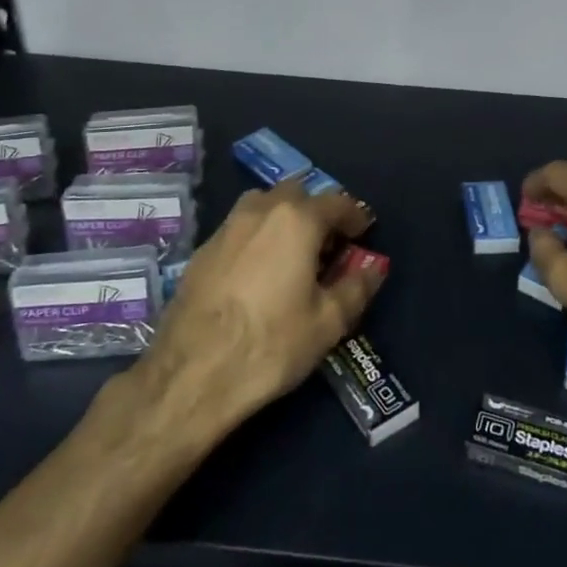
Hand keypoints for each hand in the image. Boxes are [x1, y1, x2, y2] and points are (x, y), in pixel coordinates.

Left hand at [131, 180, 382, 436]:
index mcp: (297, 220)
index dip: (354, 216)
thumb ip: (356, 288)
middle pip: (296, 192)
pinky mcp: (201, 251)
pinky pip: (239, 227)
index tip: (363, 234)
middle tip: (328, 243)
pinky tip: (258, 270)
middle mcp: (260, 210)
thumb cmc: (270, 344)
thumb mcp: (328, 323)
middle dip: (316, 210)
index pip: (335, 202)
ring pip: (262, 203)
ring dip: (283, 216)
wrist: (191, 375)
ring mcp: (226, 227)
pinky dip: (256, 235)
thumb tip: (374, 267)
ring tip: (292, 251)